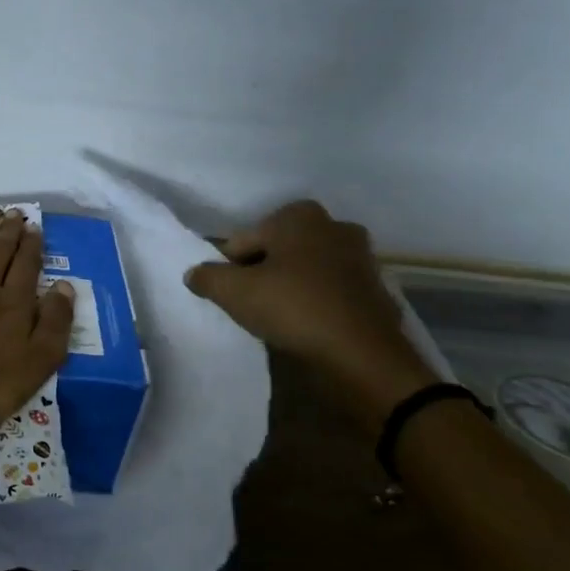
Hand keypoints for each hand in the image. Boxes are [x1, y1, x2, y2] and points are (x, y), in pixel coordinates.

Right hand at [184, 201, 435, 425]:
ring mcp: (360, 258)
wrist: (363, 354)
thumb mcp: (234, 292)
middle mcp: (334, 226)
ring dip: (290, 287)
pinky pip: (330, 291)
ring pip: (305, 270)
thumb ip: (208, 277)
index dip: (230, 267)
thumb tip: (194, 274)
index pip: (244, 239)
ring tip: (277, 318)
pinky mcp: (375, 289)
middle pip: (278, 251)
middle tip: (251, 304)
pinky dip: (315, 302)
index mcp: (299, 216)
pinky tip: (306, 326)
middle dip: (262, 272)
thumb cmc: (294, 308)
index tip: (229, 294)